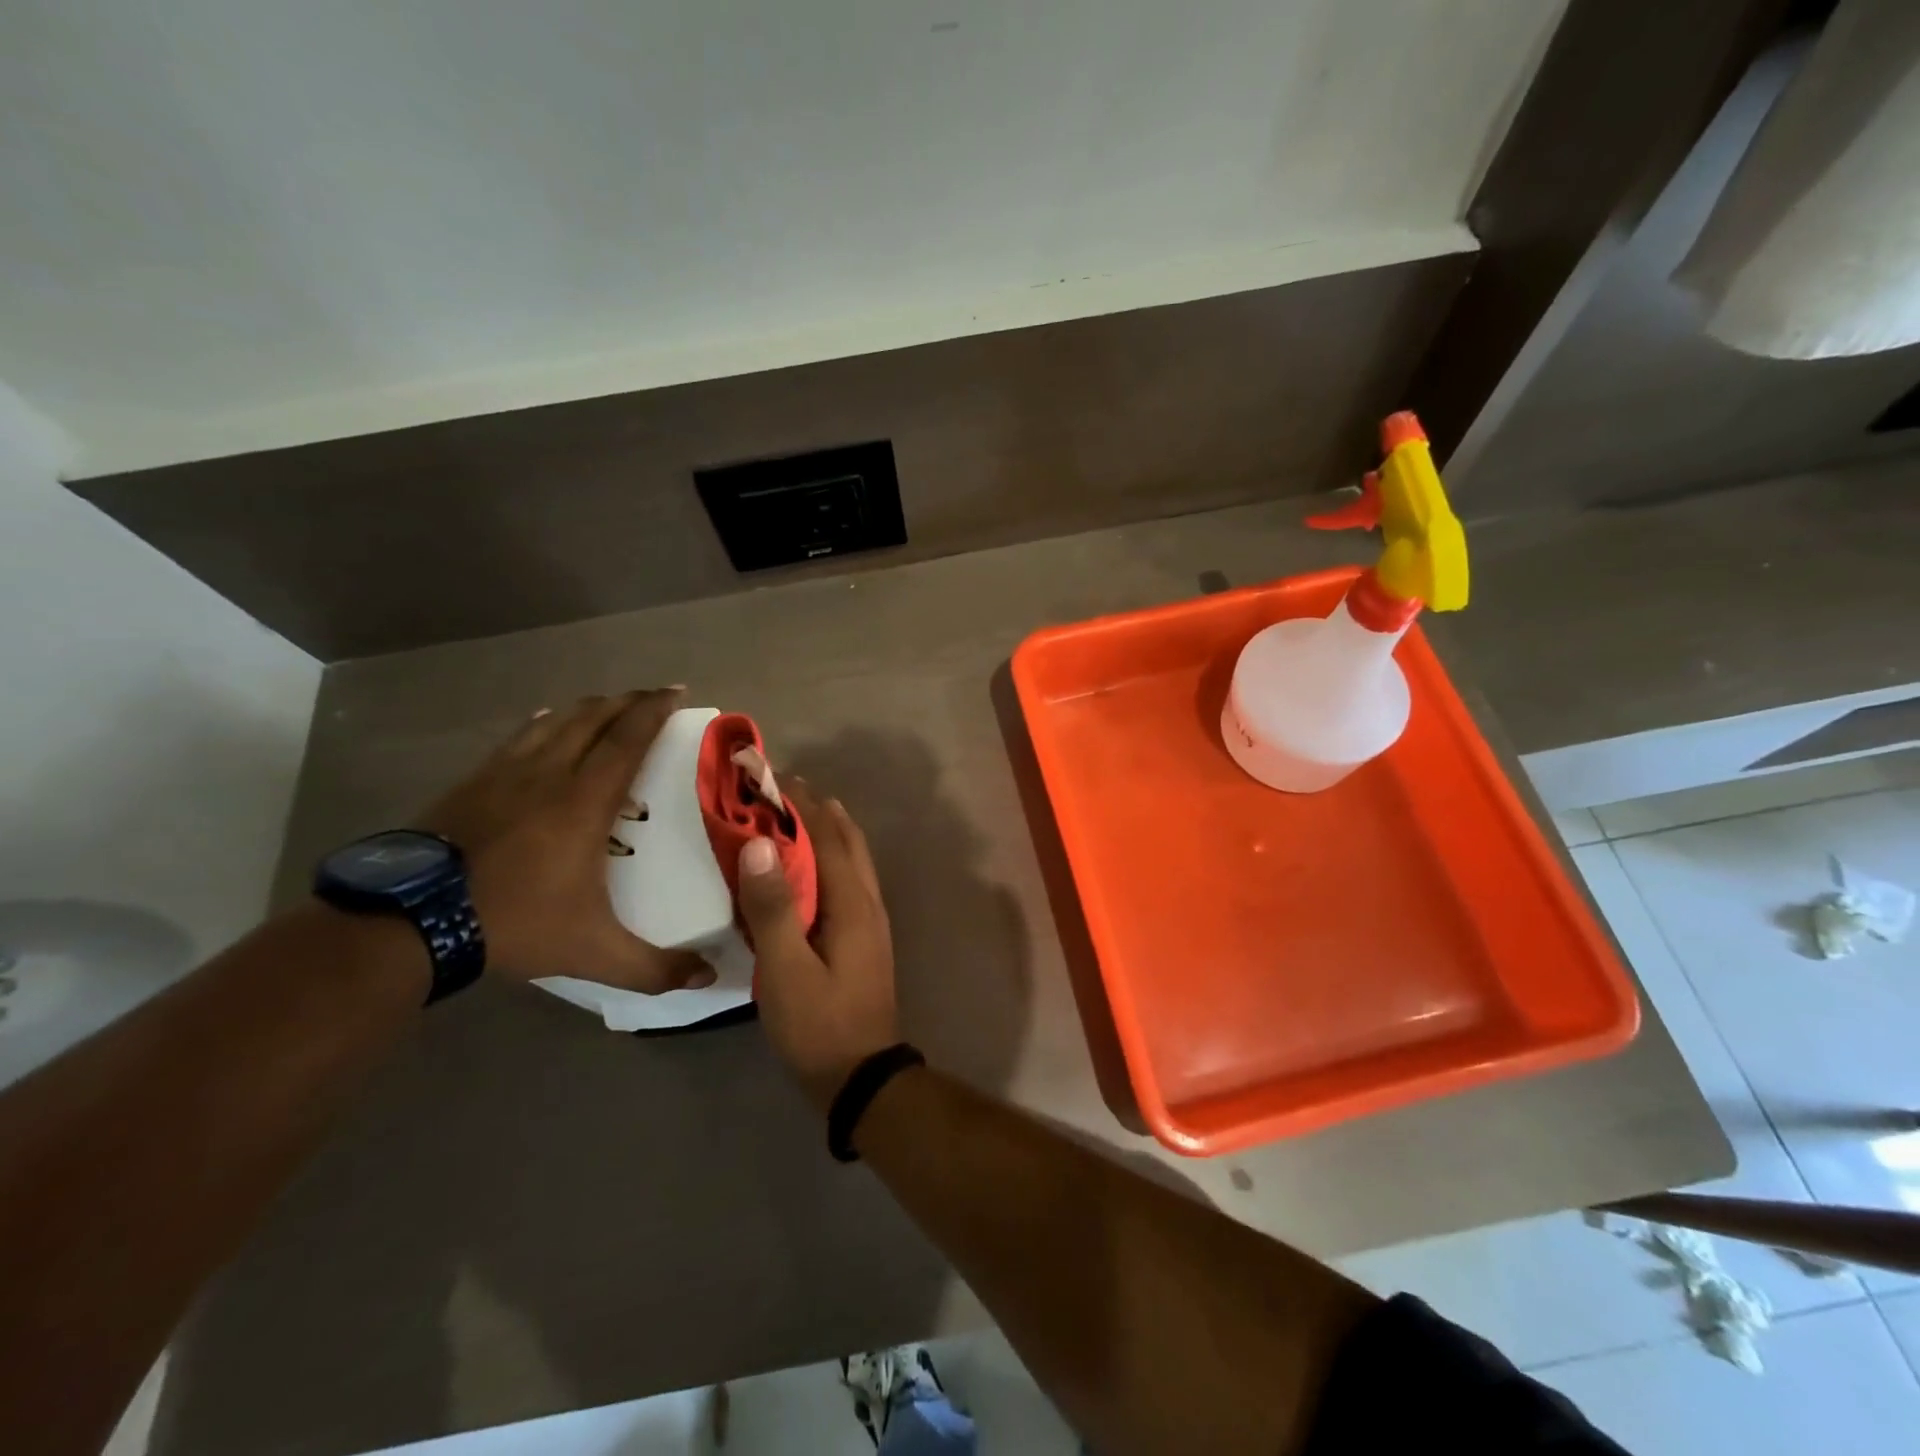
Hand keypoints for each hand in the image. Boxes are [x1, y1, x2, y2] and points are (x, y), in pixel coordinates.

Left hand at [416, 689, 712, 992]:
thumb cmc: (513, 923)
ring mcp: (506, 773)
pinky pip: (519, 737)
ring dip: (589, 708)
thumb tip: (708, 978)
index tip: (677, 692)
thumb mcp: (592, 952)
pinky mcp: (473, 781)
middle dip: (629, 701)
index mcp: (585, 801)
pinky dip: (544, 723)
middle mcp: (550, 774)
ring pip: (556, 722)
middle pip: (595, 718)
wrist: (410, 921)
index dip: (655, 711)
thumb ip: (653, 967)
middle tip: (654, 696)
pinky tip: (546, 722)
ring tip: (609, 706)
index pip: (628, 739)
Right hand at [737, 784, 898, 1109]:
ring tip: (796, 811)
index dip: (798, 801)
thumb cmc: (820, 1024)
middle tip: (779, 786)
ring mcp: (870, 917)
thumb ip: (773, 907)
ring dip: (827, 827)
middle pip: (845, 837)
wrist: (862, 1076)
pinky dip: (830, 855)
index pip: (824, 833)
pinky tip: (810, 865)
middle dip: (815, 806)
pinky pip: (848, 878)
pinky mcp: (864, 935)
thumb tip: (760, 843)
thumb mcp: (787, 969)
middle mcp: (867, 899)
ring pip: (852, 856)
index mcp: (851, 900)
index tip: (769, 774)